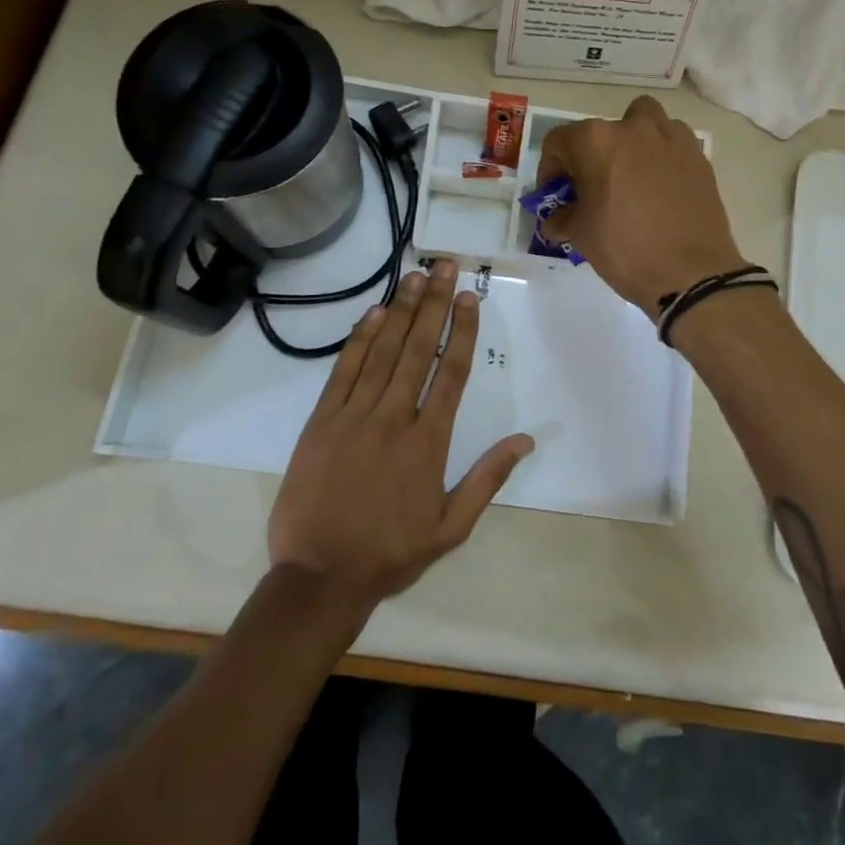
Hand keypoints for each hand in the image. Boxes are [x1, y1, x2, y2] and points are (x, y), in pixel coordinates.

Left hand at [267, 260, 533, 612]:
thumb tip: (525, 440)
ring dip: (402, 311)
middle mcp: (394, 418)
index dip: (462, 330)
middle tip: (445, 266)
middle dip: (435, 304)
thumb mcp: (451, 527)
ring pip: (383, 352)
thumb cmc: (390, 553)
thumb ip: (487, 479)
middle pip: (419, 350)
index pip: (451, 372)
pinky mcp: (321, 422)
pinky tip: (375, 313)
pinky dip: (360, 339)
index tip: (470, 297)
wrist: (318, 578)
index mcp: (429, 442)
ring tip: (416, 277)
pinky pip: (344, 371)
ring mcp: (354, 416)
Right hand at [536, 96, 747, 312]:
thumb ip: (563, 217)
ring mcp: (671, 138)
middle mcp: (633, 128)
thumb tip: (555, 219)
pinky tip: (660, 187)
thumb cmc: (626, 250)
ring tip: (629, 176)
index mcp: (596, 141)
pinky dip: (661, 155)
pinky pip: (672, 142)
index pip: (559, 142)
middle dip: (590, 156)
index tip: (556, 195)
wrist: (691, 274)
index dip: (550, 169)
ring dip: (630, 141)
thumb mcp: (581, 235)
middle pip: (600, 131)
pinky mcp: (698, 156)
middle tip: (591, 189)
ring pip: (643, 122)